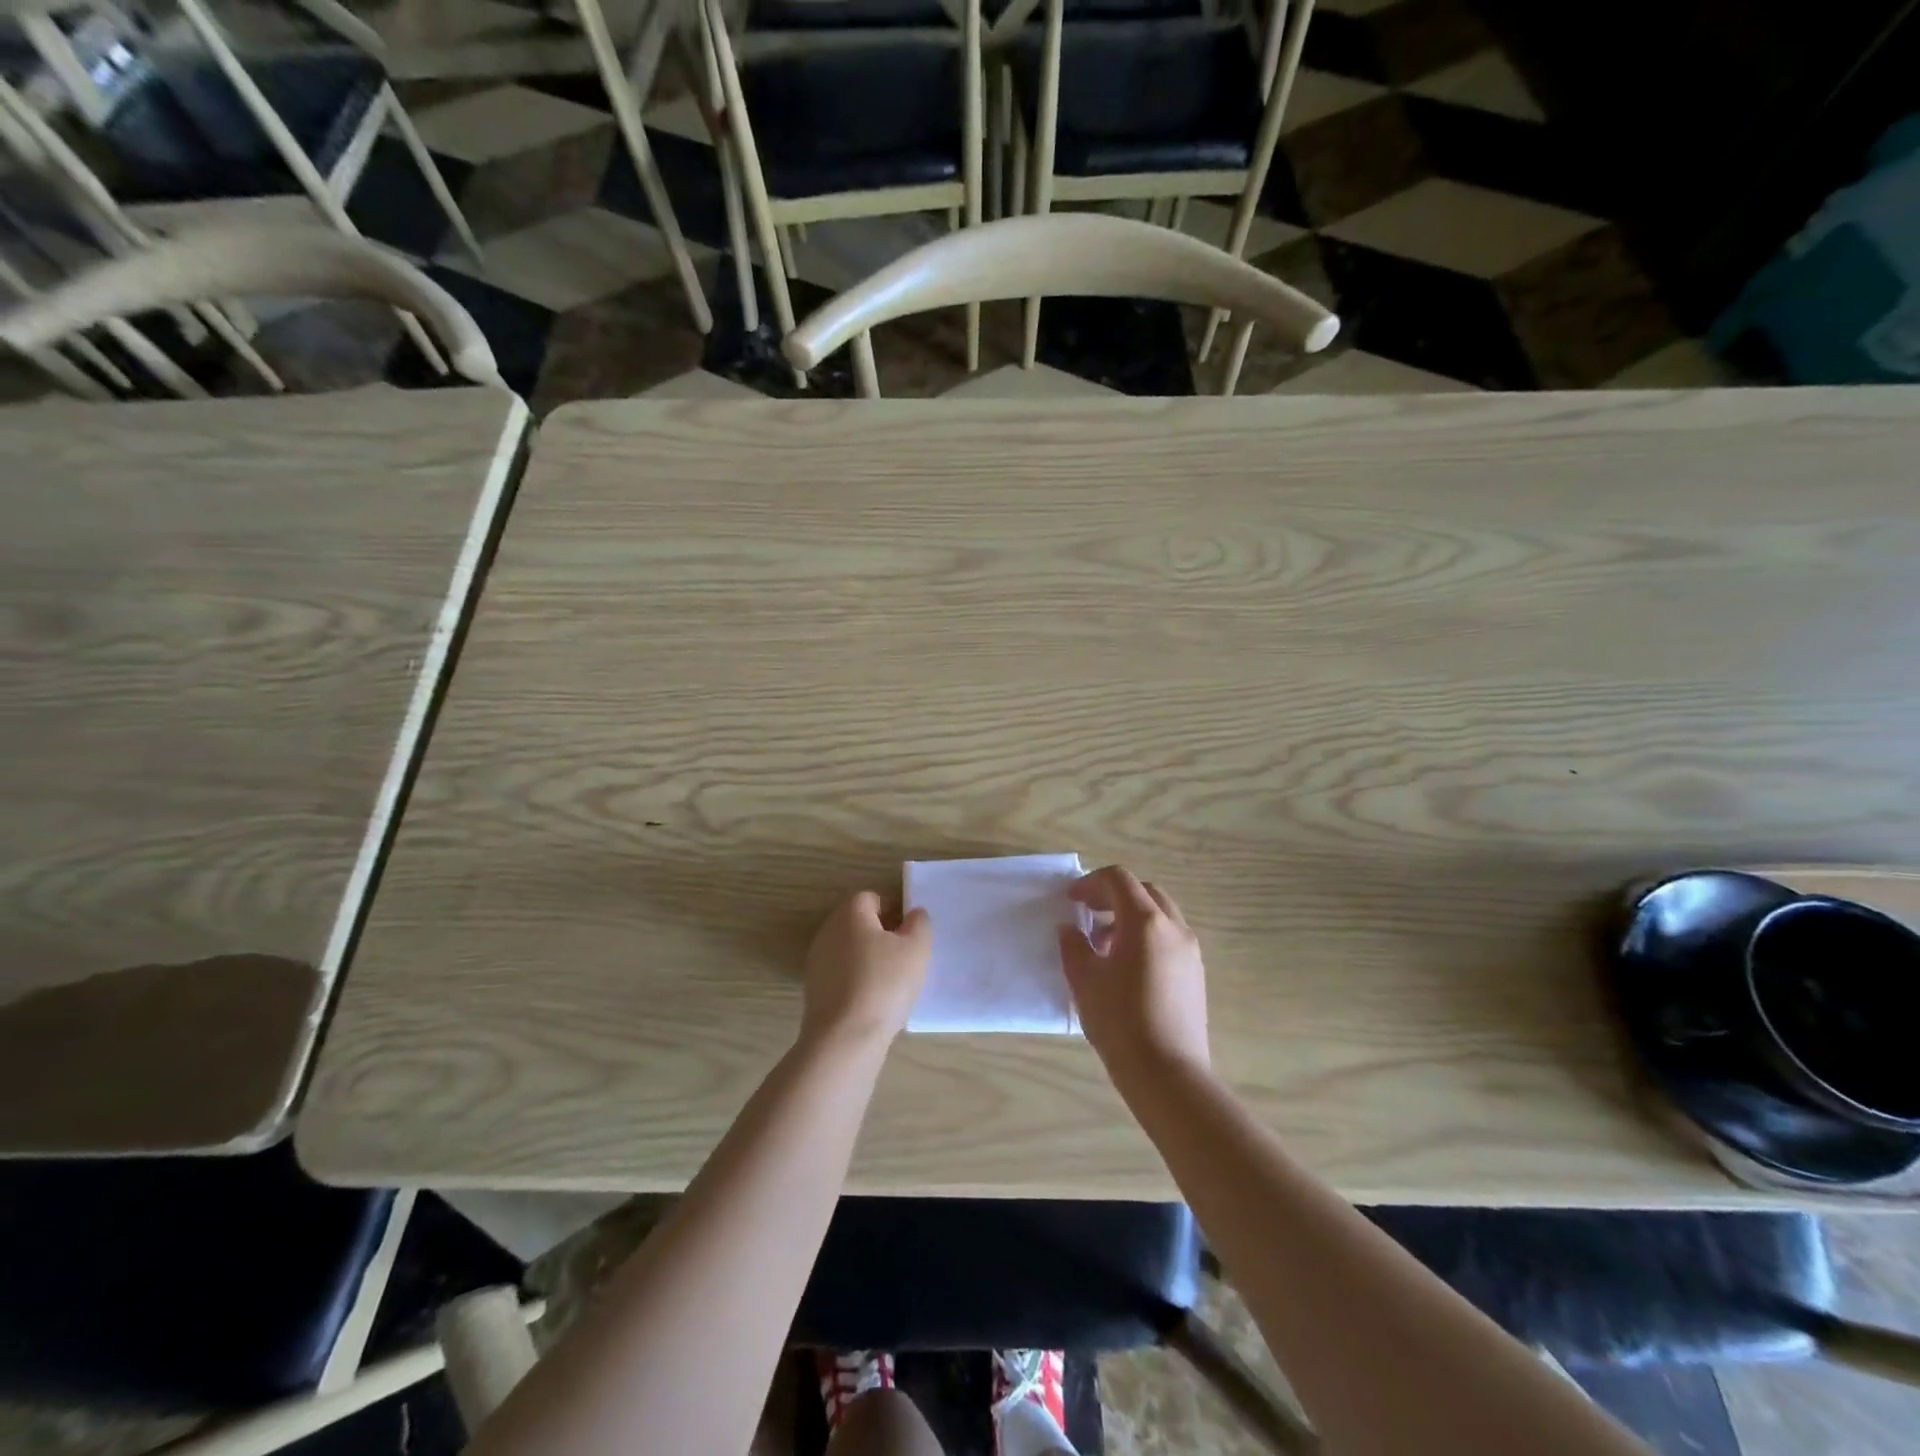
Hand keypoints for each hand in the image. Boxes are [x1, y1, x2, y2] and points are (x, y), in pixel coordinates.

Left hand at [801, 892, 932, 1052]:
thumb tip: (913, 914)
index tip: (912, 933)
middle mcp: (828, 931)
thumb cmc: (884, 984)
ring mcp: (817, 961)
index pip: (873, 897)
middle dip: (883, 934)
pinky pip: (843, 974)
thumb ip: (919, 923)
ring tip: (894, 982)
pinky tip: (876, 1001)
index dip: (895, 910)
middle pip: (859, 923)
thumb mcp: (916, 948)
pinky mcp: (815, 990)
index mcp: (850, 913)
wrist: (845, 1038)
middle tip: (907, 956)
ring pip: (851, 950)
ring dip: (871, 959)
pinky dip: (859, 980)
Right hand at [1059, 866, 1209, 1079]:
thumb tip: (1070, 929)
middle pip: (1143, 892)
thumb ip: (1074, 946)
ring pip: (1160, 914)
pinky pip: (1169, 938)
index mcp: (1145, 922)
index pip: (1118, 880)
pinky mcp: (1196, 973)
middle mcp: (1174, 928)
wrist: (1167, 1074)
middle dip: (1113, 896)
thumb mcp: (1084, 981)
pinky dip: (1146, 936)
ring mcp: (1190, 951)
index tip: (1071, 900)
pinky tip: (1126, 967)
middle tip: (1087, 914)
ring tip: (1103, 944)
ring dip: (1130, 917)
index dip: (1091, 883)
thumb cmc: (1120, 1022)